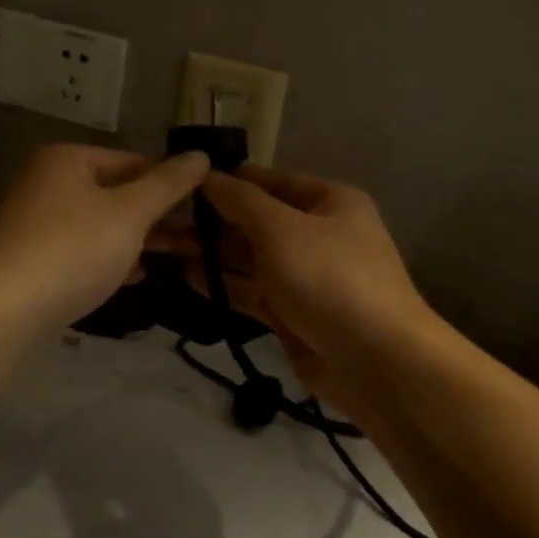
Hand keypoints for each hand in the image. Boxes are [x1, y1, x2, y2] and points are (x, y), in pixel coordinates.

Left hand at [0, 144, 210, 329]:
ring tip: (171, 258)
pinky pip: (78, 250)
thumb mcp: (130, 213)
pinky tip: (131, 277)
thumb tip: (200, 155)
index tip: (202, 208)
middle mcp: (45, 182)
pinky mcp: (27, 259)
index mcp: (67, 159)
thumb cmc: (74, 249)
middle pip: (114, 192)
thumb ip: (168, 184)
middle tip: (194, 237)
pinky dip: (106, 258)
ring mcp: (32, 222)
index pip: (132, 161)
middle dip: (154, 216)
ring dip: (134, 239)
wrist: (3, 311)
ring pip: (98, 224)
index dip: (169, 183)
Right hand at [149, 165, 439, 403]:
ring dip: (211, 252)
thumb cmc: (330, 278)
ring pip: (250, 256)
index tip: (181, 180)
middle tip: (161, 217)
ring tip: (163, 244)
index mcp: (328, 201)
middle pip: (256, 219)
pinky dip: (223, 283)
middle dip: (212, 219)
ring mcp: (306, 275)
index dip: (228, 180)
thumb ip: (240, 201)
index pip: (269, 181)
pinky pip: (252, 290)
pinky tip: (186, 276)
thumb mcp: (282, 228)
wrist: (377, 363)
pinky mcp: (293, 313)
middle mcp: (318, 233)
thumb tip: (207, 174)